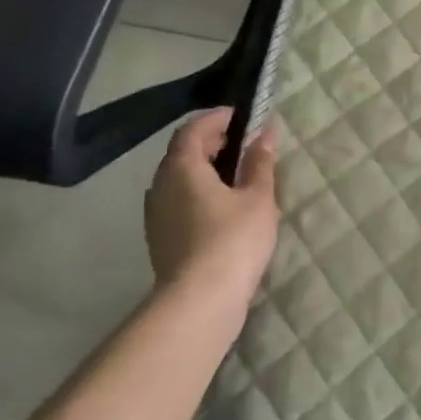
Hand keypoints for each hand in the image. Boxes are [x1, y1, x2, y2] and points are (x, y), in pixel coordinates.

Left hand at [145, 108, 278, 304]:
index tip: (240, 116)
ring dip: (202, 169)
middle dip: (209, 143)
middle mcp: (161, 186)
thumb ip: (260, 163)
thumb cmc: (232, 240)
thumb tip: (264, 134)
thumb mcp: (258, 197)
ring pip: (177, 179)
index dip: (215, 119)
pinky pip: (177, 201)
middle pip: (181, 153)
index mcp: (182, 168)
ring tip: (234, 175)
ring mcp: (156, 215)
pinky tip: (220, 207)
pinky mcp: (160, 239)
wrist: (199, 303)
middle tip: (240, 143)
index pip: (192, 130)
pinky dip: (196, 192)